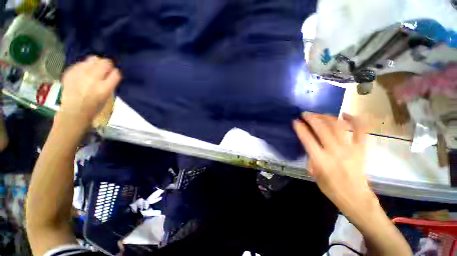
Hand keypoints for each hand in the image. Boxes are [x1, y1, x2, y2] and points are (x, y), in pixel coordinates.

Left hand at [59, 56, 121, 126]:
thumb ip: (110, 83)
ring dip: (96, 63)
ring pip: (93, 59)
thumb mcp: (107, 96)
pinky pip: (82, 63)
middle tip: (105, 69)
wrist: (74, 110)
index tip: (114, 74)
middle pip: (105, 63)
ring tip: (94, 69)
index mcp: (104, 88)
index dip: (116, 72)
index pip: (116, 73)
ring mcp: (80, 74)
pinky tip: (84, 73)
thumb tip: (112, 71)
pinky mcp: (71, 72)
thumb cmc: (94, 106)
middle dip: (107, 65)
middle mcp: (93, 79)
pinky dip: (85, 66)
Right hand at [293, 113, 375, 215]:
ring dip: (327, 117)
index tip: (295, 121)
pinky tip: (345, 115)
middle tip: (305, 113)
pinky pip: (360, 131)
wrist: (355, 196)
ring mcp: (350, 149)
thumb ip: (310, 156)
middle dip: (312, 118)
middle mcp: (335, 152)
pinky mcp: (361, 149)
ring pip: (338, 127)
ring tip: (320, 114)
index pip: (307, 140)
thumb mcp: (313, 173)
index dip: (300, 128)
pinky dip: (354, 120)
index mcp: (321, 160)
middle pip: (322, 129)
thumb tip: (309, 143)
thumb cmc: (330, 187)